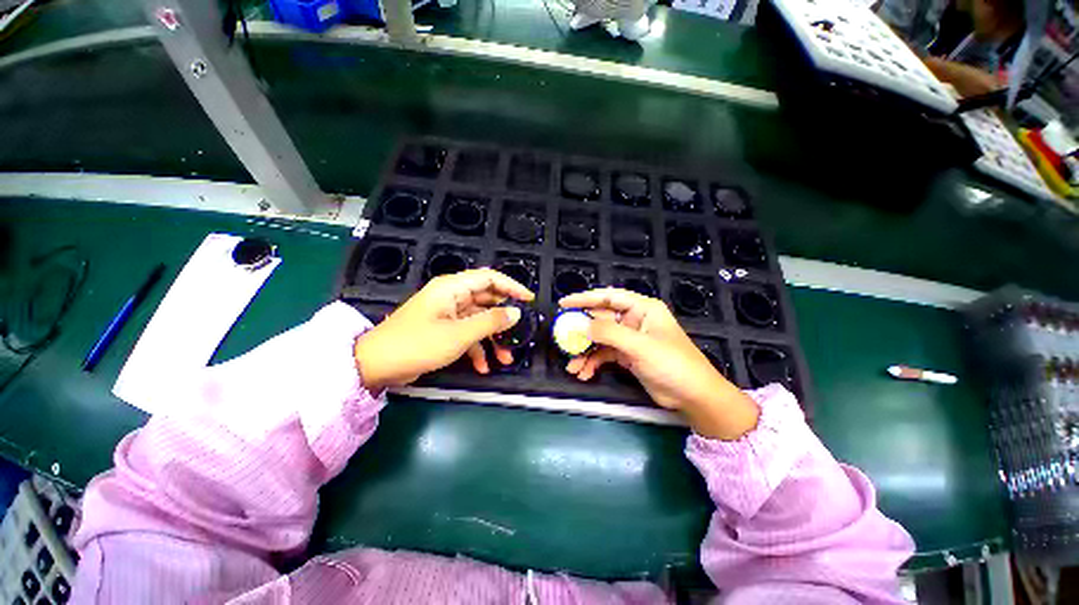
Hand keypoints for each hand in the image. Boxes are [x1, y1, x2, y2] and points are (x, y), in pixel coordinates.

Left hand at [354, 269, 533, 390]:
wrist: (376, 365)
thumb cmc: (418, 344)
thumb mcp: (459, 334)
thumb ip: (490, 322)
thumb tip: (516, 313)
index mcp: (453, 288)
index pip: (490, 278)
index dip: (512, 287)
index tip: (529, 300)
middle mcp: (452, 297)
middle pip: (487, 301)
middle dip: (503, 320)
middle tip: (520, 334)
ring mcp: (448, 314)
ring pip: (479, 321)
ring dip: (492, 339)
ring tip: (505, 360)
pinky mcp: (443, 330)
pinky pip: (467, 334)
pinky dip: (477, 349)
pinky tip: (482, 367)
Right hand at [559, 288, 758, 439]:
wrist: (693, 397)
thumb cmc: (672, 363)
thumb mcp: (639, 346)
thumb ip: (608, 333)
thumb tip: (580, 326)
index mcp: (642, 308)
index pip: (609, 297)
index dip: (585, 298)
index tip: (564, 304)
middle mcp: (634, 320)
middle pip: (601, 319)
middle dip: (581, 331)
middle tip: (562, 339)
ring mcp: (629, 339)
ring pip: (600, 340)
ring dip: (585, 352)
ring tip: (572, 366)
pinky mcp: (627, 356)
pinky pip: (604, 355)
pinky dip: (593, 363)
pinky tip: (584, 374)